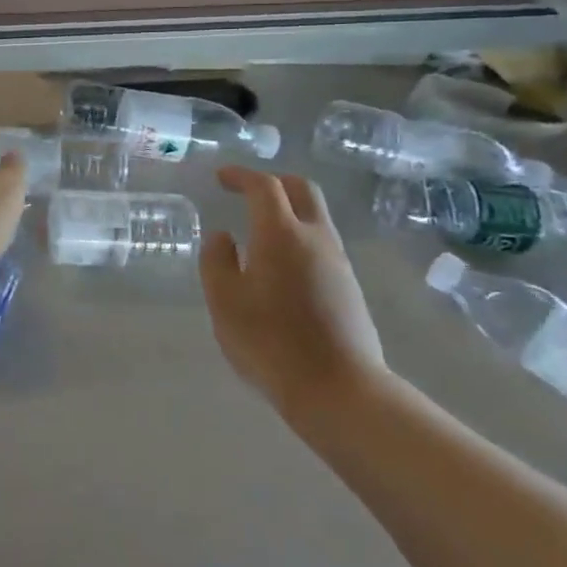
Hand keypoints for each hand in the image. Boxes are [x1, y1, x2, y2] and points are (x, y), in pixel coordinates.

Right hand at [199, 167, 388, 436]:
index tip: (221, 178)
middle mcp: (315, 238)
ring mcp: (338, 263)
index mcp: (281, 233)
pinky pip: (322, 244)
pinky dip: (299, 237)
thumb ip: (217, 261)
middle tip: (247, 191)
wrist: (339, 391)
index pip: (264, 186)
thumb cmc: (270, 342)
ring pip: (316, 217)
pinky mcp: (349, 288)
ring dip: (289, 211)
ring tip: (259, 231)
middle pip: (301, 190)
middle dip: (274, 182)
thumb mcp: (224, 301)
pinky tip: (280, 266)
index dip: (241, 175)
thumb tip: (223, 237)